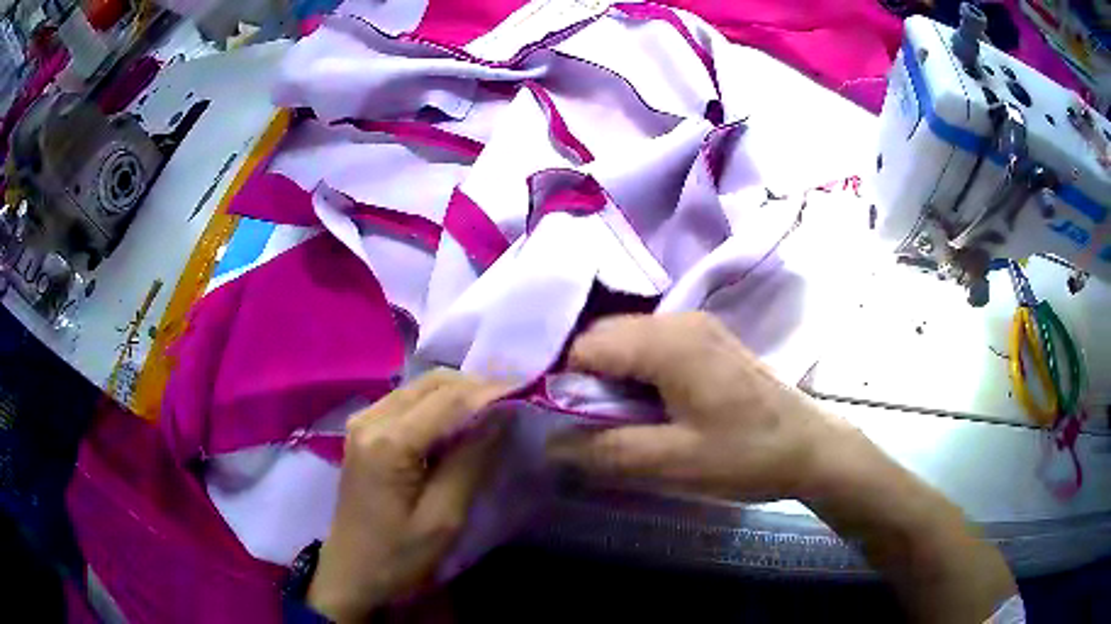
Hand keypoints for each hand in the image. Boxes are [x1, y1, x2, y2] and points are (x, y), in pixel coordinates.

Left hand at [307, 370, 506, 622]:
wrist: (351, 572)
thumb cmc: (399, 555)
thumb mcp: (443, 518)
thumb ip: (471, 462)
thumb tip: (502, 416)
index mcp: (389, 443)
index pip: (449, 399)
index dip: (491, 391)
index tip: (528, 390)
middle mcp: (370, 419)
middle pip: (431, 382)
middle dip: (476, 386)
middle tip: (513, 400)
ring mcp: (362, 421)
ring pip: (419, 387)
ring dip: (457, 392)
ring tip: (493, 409)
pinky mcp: (362, 430)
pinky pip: (406, 401)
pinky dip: (437, 403)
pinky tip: (458, 421)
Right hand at [547, 312, 860, 500]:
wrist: (809, 448)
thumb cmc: (745, 455)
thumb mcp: (672, 462)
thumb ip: (605, 450)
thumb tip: (548, 444)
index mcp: (669, 341)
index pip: (586, 346)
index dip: (563, 383)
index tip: (560, 422)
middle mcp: (678, 320)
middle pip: (603, 338)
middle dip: (584, 381)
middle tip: (588, 427)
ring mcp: (696, 328)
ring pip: (625, 342)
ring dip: (609, 380)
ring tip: (615, 422)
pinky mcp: (706, 343)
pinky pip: (650, 349)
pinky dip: (633, 377)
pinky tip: (645, 409)